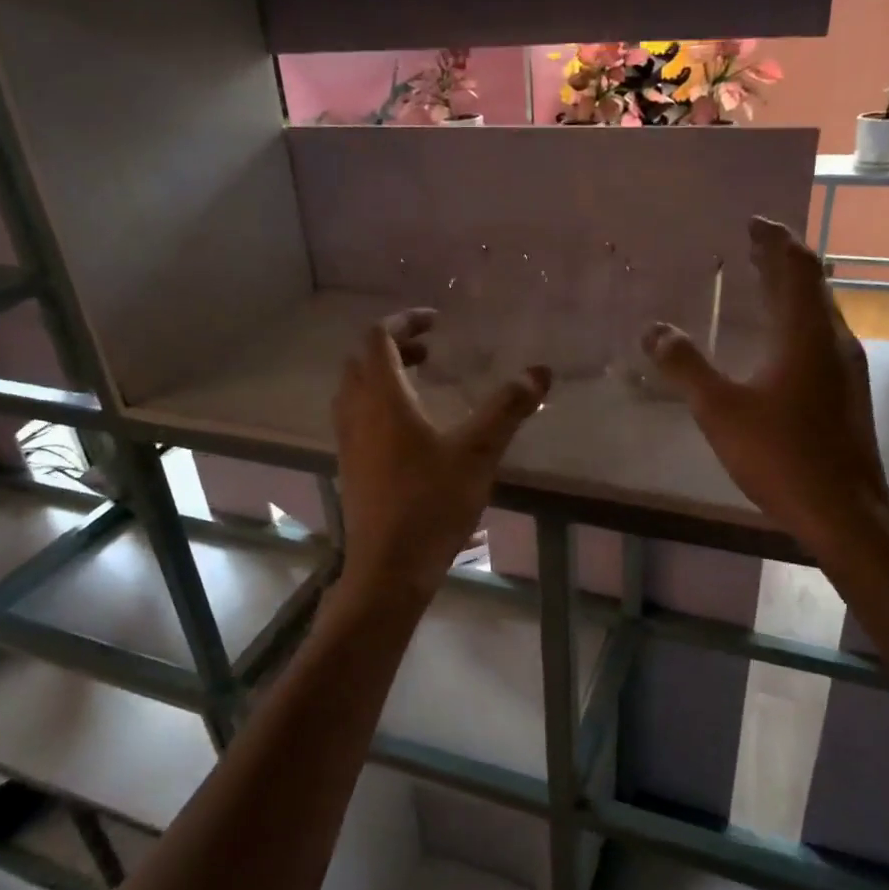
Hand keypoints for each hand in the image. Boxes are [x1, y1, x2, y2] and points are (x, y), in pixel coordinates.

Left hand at [332, 309, 550, 596]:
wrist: (389, 568)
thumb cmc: (431, 504)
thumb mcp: (478, 452)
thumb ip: (508, 408)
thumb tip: (541, 371)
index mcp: (382, 398)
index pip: (378, 337)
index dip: (404, 321)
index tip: (436, 322)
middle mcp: (356, 412)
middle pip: (362, 360)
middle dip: (395, 347)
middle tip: (432, 354)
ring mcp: (347, 441)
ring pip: (355, 390)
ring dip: (383, 375)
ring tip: (422, 384)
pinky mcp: (350, 467)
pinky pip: (356, 416)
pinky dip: (378, 404)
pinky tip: (411, 430)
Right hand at [642, 217, 888, 565]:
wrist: (844, 511)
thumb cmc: (781, 455)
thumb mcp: (720, 410)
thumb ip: (685, 367)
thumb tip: (654, 330)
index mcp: (805, 334)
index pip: (795, 267)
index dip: (774, 240)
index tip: (752, 222)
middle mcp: (832, 341)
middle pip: (811, 284)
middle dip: (780, 261)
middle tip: (750, 246)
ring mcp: (844, 369)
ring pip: (817, 313)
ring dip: (788, 291)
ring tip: (758, 284)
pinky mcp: (844, 394)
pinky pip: (817, 338)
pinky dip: (793, 321)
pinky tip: (774, 343)